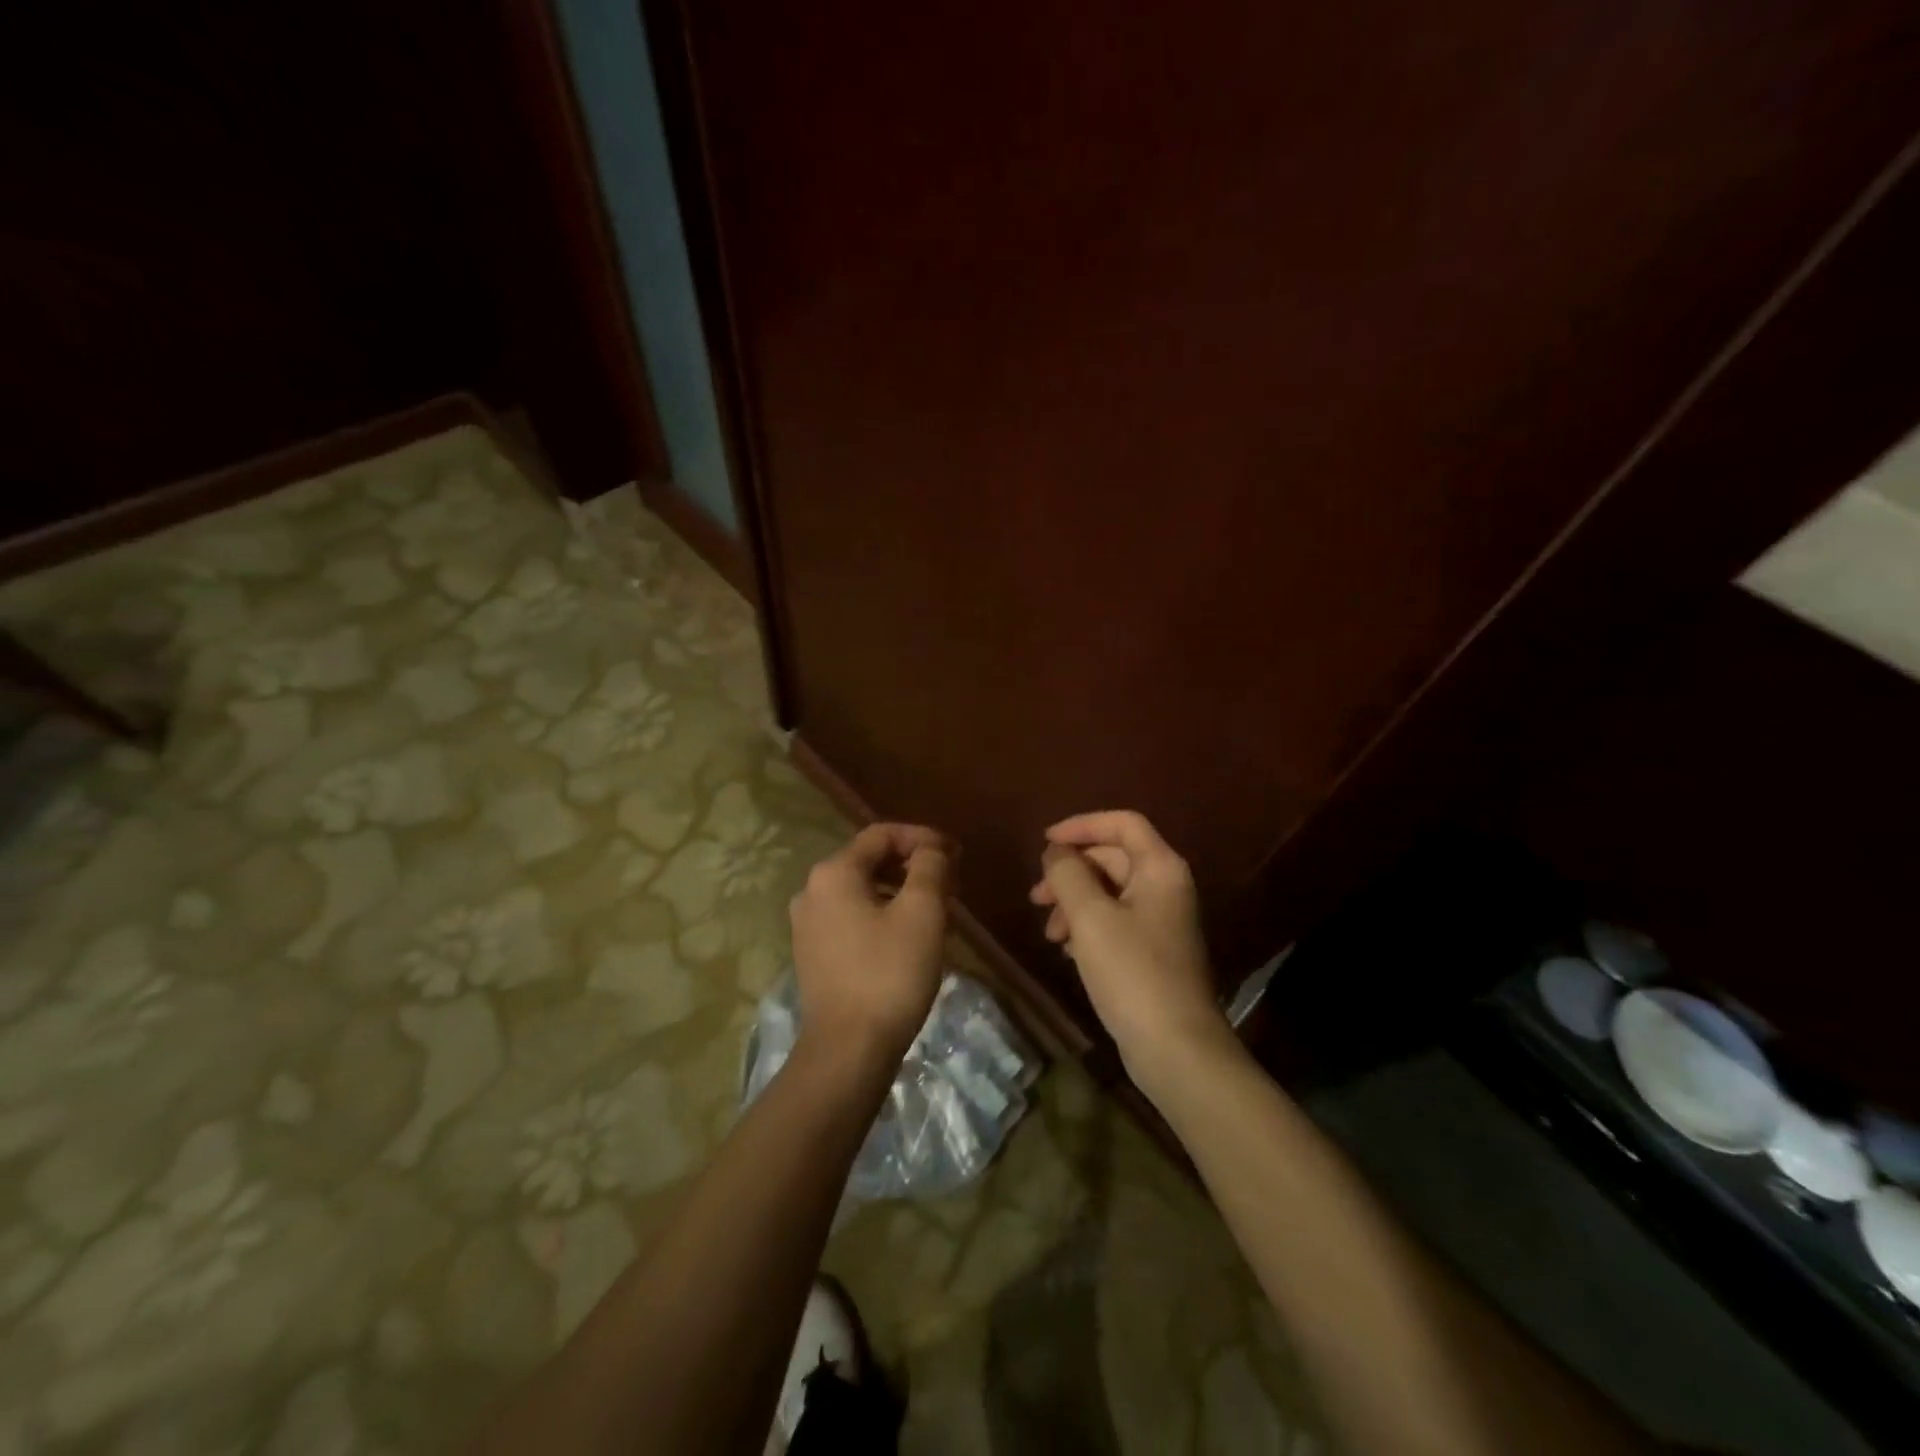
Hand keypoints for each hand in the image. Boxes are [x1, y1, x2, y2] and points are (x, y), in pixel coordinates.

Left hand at [790, 823, 953, 1066]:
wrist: (848, 1050)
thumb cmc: (890, 973)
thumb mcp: (922, 912)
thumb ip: (929, 867)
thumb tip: (931, 849)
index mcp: (834, 873)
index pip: (882, 834)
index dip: (922, 837)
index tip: (956, 854)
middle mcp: (812, 891)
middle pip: (870, 862)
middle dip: (914, 868)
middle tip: (952, 885)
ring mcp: (808, 925)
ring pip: (864, 892)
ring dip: (902, 894)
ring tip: (940, 915)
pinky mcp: (813, 954)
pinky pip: (853, 919)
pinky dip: (884, 917)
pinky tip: (912, 940)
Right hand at [1029, 810, 1232, 1093]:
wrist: (1176, 1048)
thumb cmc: (1132, 972)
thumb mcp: (1090, 917)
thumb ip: (1068, 874)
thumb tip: (1056, 852)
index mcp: (1160, 868)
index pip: (1122, 823)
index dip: (1081, 825)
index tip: (1045, 842)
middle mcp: (1166, 887)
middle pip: (1112, 858)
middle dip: (1070, 872)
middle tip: (1036, 897)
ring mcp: (1161, 921)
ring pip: (1109, 893)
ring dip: (1074, 903)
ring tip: (1049, 933)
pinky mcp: (1152, 952)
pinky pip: (1114, 923)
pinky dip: (1087, 927)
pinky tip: (1067, 950)